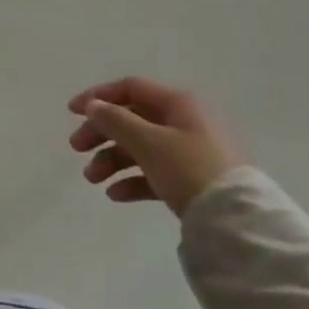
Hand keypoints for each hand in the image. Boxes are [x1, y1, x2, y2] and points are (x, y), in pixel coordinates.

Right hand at [67, 76, 244, 216]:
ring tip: (92, 179)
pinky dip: (132, 180)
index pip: (130, 89)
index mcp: (177, 104)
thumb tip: (94, 105)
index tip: (72, 112)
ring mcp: (189, 153)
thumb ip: (115, 120)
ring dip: (111, 159)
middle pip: (132, 119)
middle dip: (101, 133)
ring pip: (141, 148)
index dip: (99, 96)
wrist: (236, 220)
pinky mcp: (192, 181)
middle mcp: (183, 123)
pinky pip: (154, 173)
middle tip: (76, 148)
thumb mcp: (147, 141)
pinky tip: (115, 194)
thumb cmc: (189, 168)